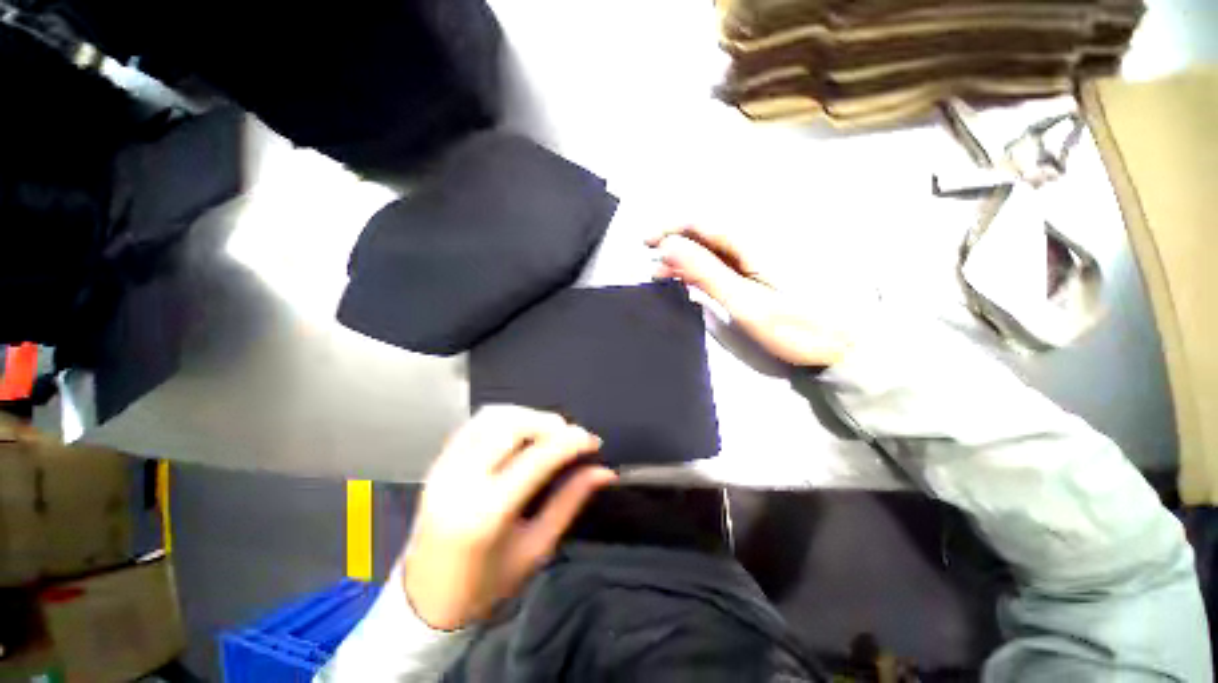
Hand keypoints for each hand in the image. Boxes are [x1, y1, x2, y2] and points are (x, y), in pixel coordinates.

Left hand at [402, 405, 615, 629]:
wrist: (425, 600)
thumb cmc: (486, 585)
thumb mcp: (536, 548)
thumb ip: (570, 501)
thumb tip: (604, 472)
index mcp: (486, 513)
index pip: (537, 458)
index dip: (570, 442)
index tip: (592, 441)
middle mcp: (461, 481)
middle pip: (513, 426)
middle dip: (550, 423)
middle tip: (571, 436)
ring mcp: (444, 467)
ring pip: (493, 416)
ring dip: (528, 416)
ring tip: (549, 432)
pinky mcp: (438, 462)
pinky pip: (476, 423)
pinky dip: (505, 418)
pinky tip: (521, 432)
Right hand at [647, 226, 854, 366]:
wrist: (842, 344)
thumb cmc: (795, 327)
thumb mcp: (745, 303)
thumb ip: (706, 273)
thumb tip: (670, 247)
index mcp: (753, 243)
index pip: (702, 222)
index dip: (671, 228)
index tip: (647, 244)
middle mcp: (756, 241)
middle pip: (706, 232)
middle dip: (675, 245)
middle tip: (654, 268)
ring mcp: (760, 255)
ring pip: (713, 247)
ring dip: (686, 258)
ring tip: (666, 276)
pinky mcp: (761, 269)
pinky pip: (724, 260)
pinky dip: (702, 267)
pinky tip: (690, 279)